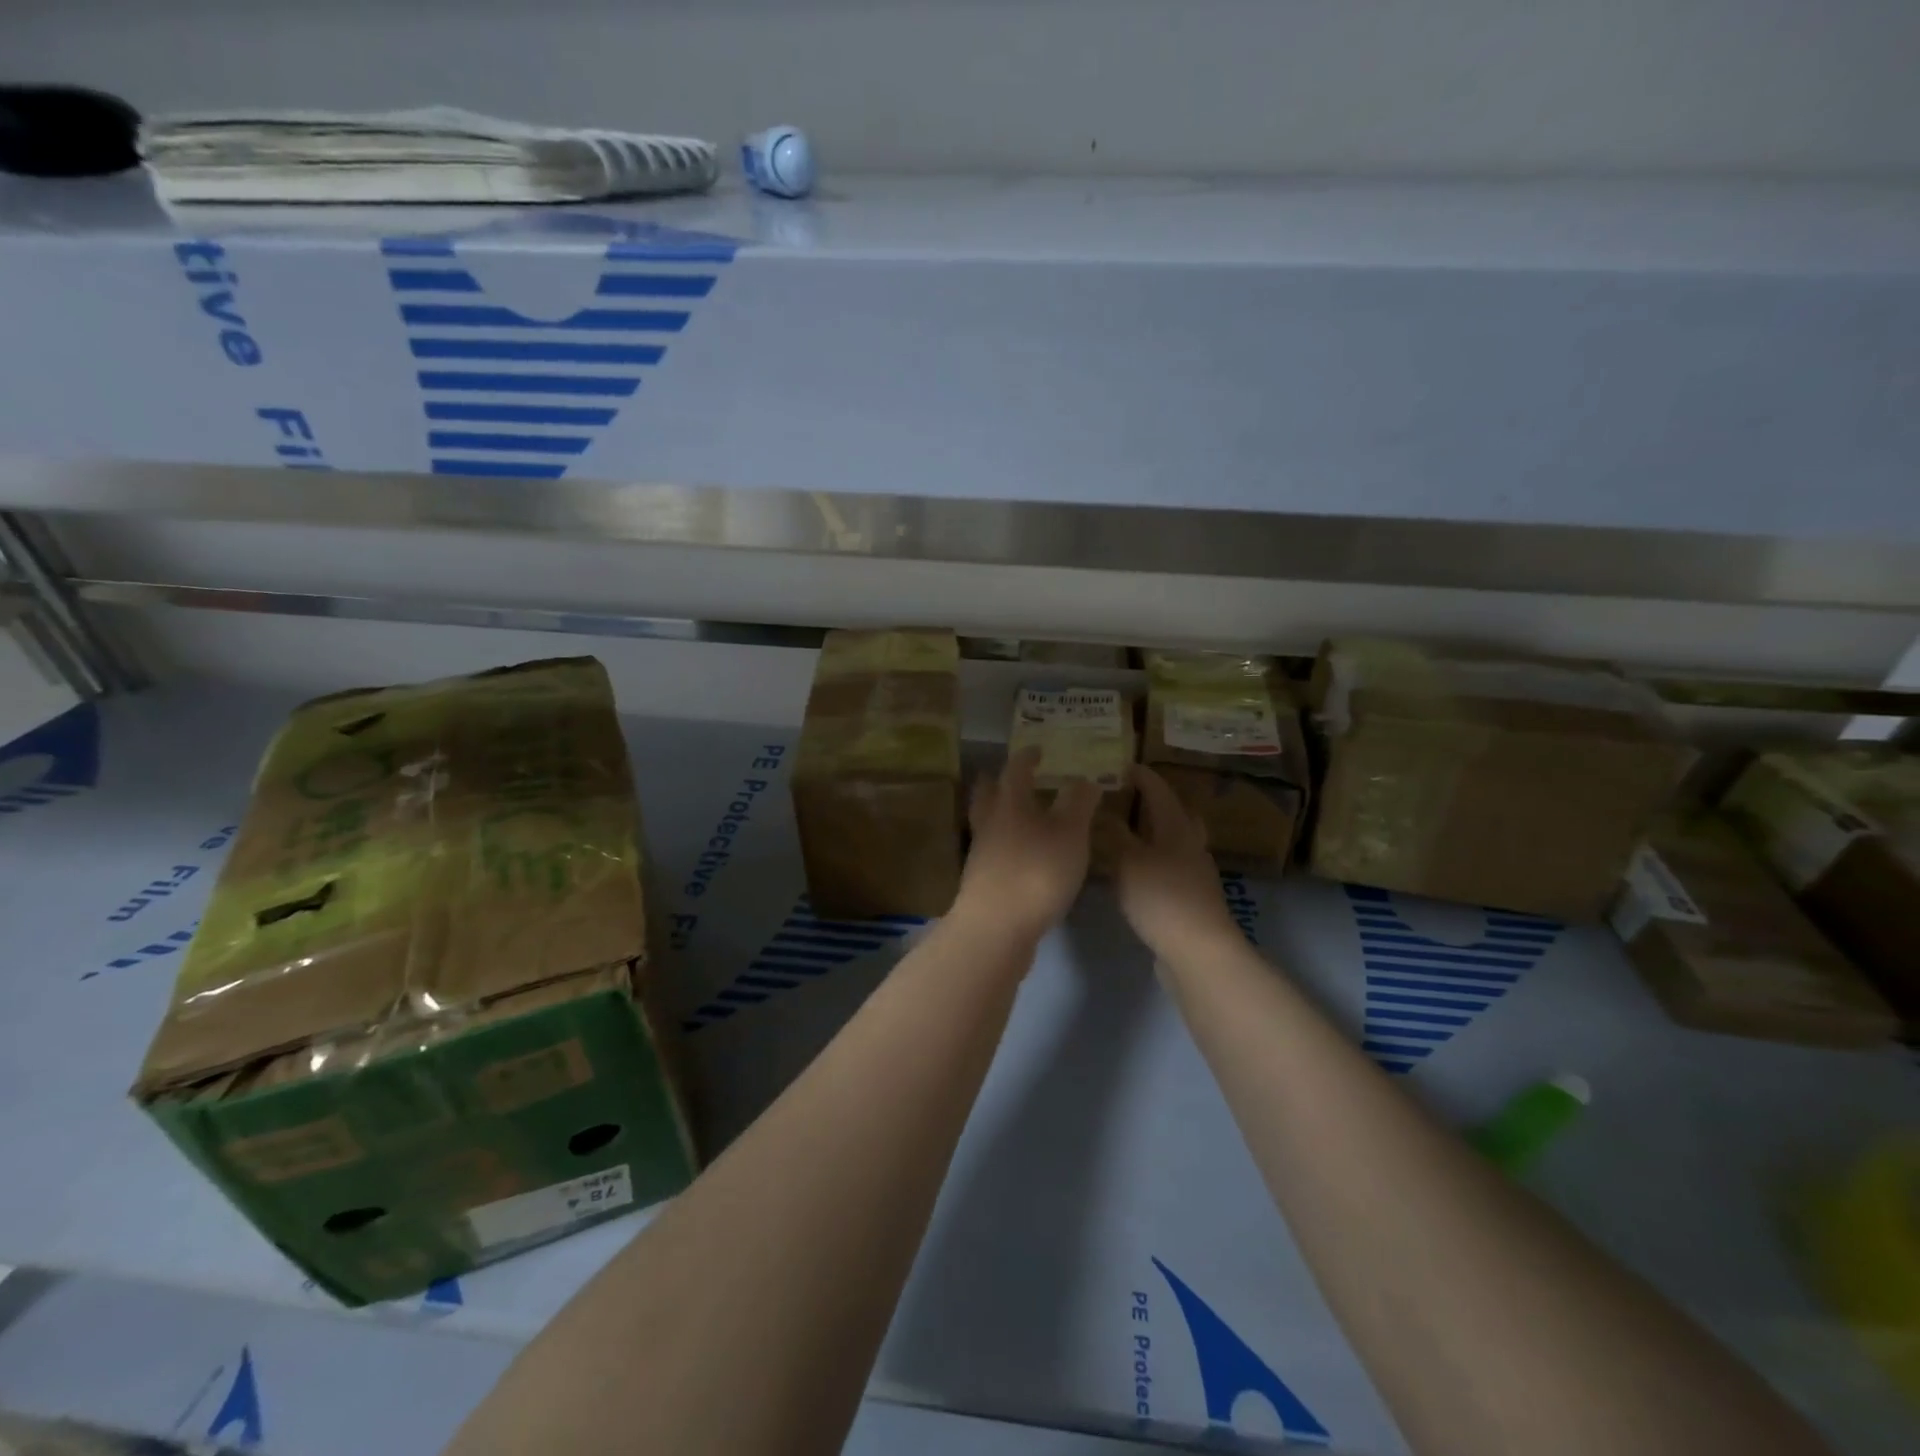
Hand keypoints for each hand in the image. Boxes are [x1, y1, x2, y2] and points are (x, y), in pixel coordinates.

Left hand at [952, 747, 1100, 943]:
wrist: (996, 929)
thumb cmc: (1036, 872)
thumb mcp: (1069, 834)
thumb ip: (1078, 804)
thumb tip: (1084, 777)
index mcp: (1010, 804)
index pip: (1016, 770)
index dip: (1027, 757)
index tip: (1037, 749)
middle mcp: (990, 824)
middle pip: (988, 794)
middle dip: (998, 782)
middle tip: (1011, 776)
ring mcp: (981, 854)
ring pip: (987, 823)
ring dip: (1000, 814)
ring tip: (1020, 816)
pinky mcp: (982, 882)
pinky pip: (993, 852)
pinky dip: (1006, 844)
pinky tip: (1021, 855)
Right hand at [1115, 766, 1242, 962]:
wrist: (1198, 951)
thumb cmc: (1162, 897)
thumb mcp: (1128, 862)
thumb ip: (1113, 834)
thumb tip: (1101, 808)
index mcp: (1177, 828)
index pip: (1160, 792)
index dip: (1143, 777)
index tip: (1124, 765)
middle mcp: (1190, 846)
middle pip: (1178, 815)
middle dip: (1157, 803)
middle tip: (1132, 797)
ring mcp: (1194, 874)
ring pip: (1176, 842)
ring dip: (1155, 833)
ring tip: (1129, 833)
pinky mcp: (1190, 900)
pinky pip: (1170, 868)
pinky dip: (1153, 861)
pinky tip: (1135, 872)